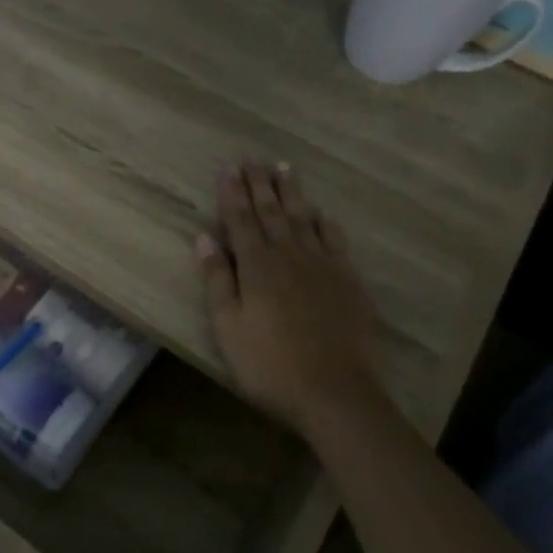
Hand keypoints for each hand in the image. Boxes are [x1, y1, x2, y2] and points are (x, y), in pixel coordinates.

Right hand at [196, 162, 385, 437]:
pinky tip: (322, 214)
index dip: (232, 193)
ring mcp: (323, 267)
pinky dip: (326, 224)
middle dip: (260, 184)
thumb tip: (204, 237)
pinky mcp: (348, 282)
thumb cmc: (268, 364)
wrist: (335, 394)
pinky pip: (335, 242)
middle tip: (254, 159)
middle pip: (272, 213)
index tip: (228, 168)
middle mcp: (289, 256)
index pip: (240, 219)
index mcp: (256, 266)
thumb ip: (217, 279)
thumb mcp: (227, 326)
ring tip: (284, 169)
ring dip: (292, 194)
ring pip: (304, 220)